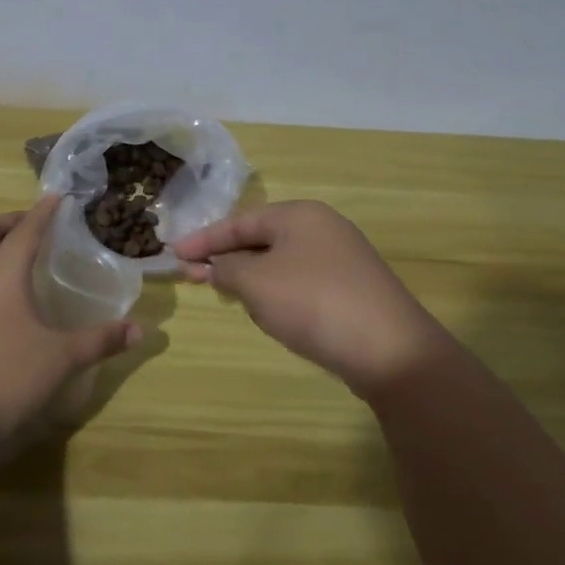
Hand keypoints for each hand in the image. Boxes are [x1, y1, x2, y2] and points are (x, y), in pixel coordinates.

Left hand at [0, 196, 138, 463]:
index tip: (57, 196)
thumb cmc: (3, 377)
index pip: (25, 229)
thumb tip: (140, 330)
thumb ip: (100, 341)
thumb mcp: (60, 359)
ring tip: (23, 260)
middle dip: (10, 221)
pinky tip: (4, 301)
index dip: (43, 211)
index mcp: (1, 273)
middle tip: (36, 227)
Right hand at [174, 200, 452, 398]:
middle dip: (226, 258)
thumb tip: (218, 266)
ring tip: (225, 294)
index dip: (204, 239)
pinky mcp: (351, 289)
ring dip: (250, 277)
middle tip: (191, 275)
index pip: (240, 221)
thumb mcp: (257, 283)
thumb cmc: (313, 303)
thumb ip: (227, 269)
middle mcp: (322, 228)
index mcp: (299, 215)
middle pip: (261, 239)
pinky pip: (300, 282)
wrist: (391, 350)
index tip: (173, 254)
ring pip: (280, 262)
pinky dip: (276, 292)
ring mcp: (341, 259)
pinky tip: (268, 312)